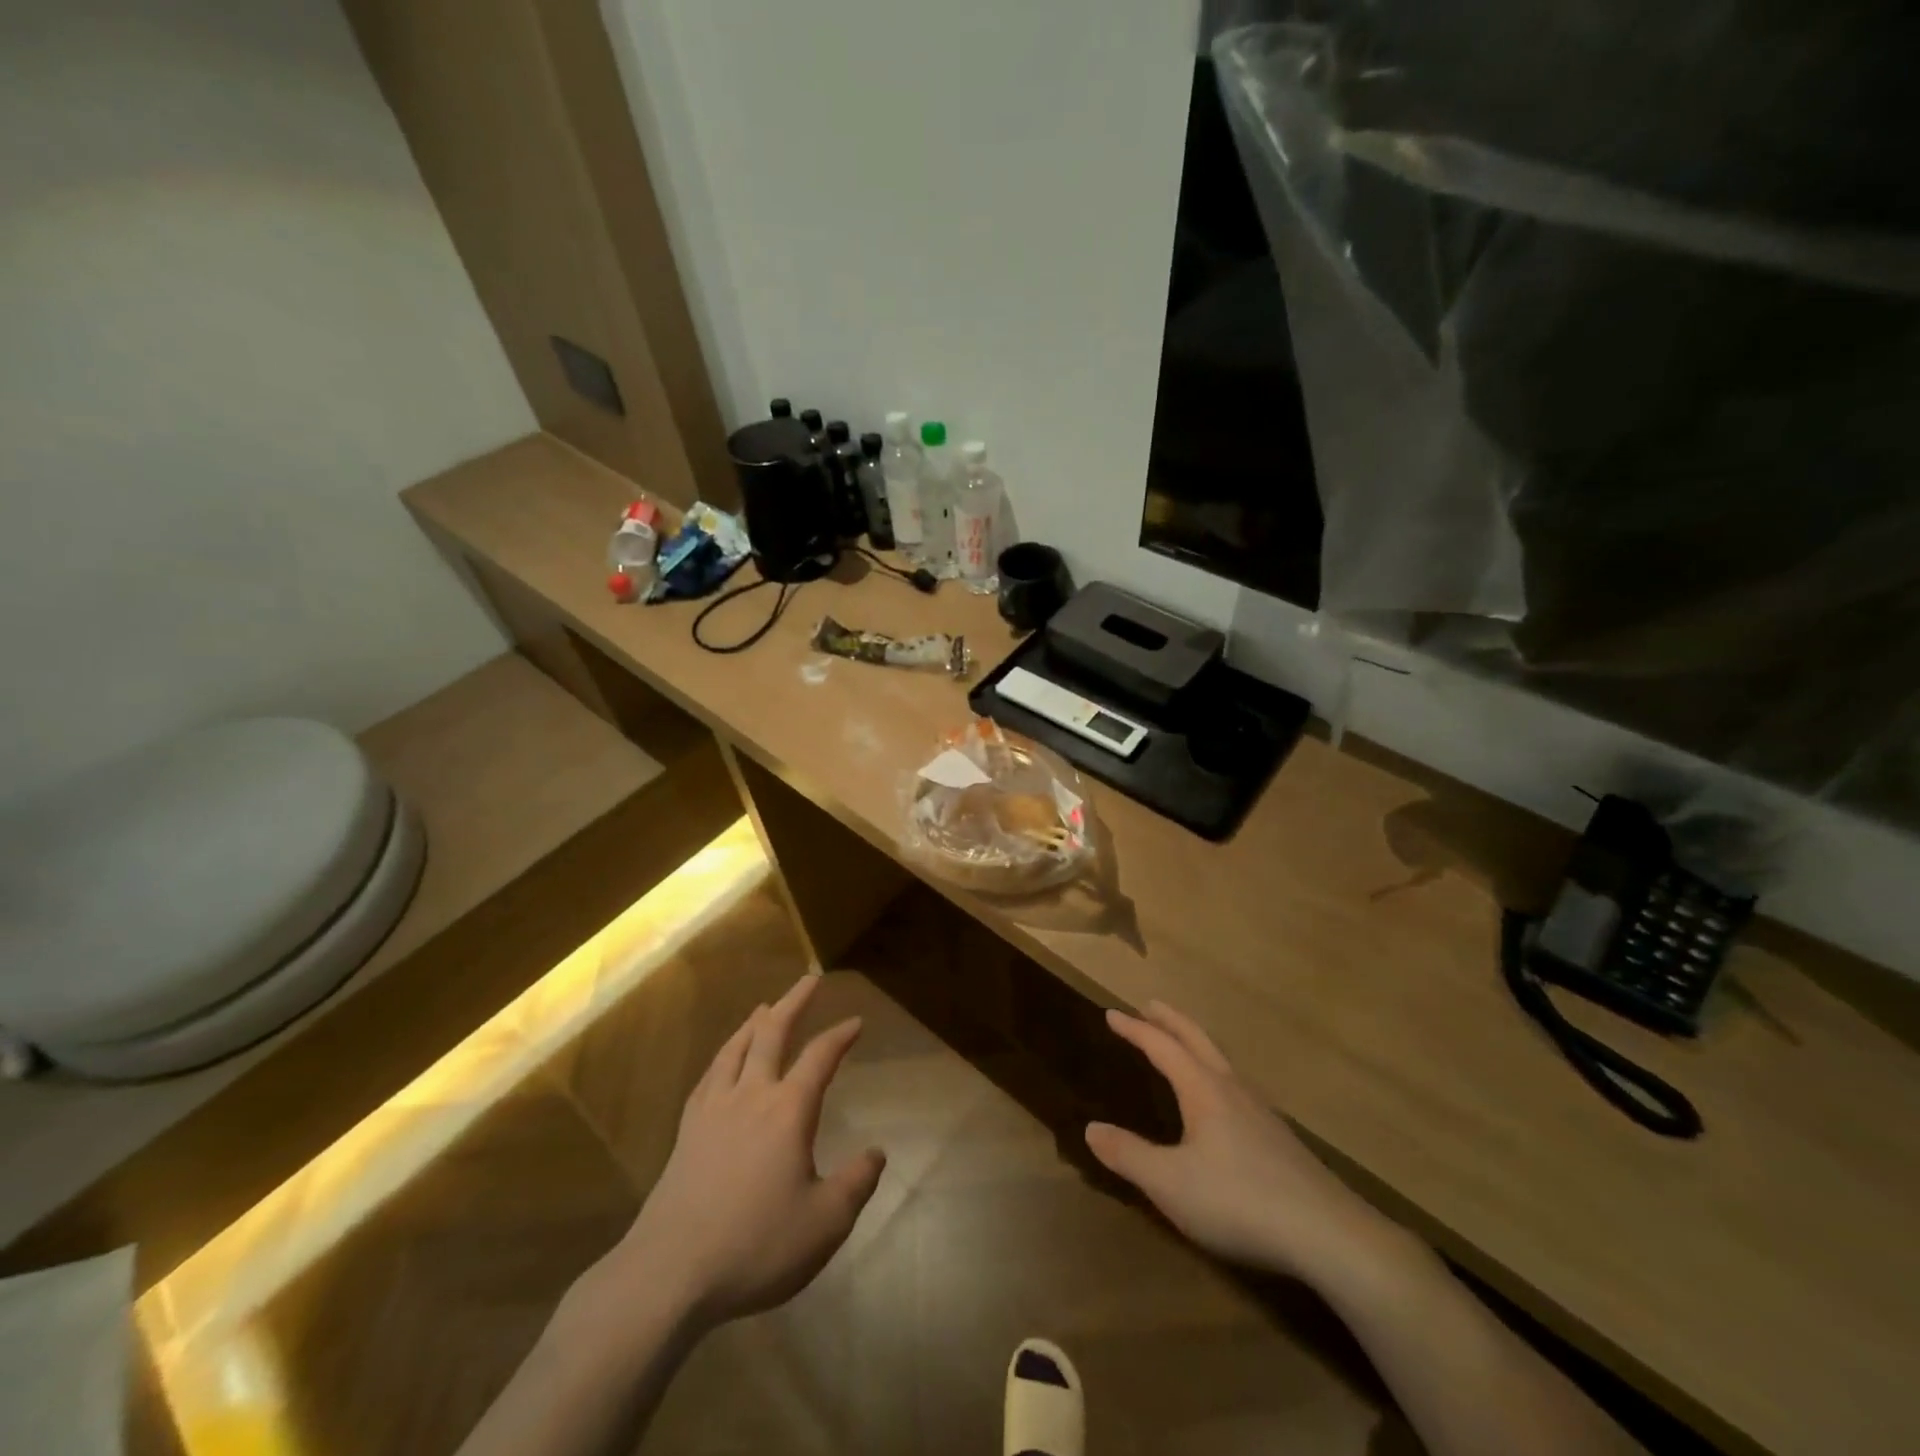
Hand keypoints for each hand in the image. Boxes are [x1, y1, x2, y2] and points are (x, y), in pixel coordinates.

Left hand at [611, 975, 885, 1331]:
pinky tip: (723, 1061)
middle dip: (794, 1003)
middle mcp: (751, 1095)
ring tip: (765, 1006)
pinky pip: (708, 1076)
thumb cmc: (756, 1245)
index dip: (840, 1035)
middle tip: (809, 980)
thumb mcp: (824, 1223)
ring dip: (755, 1022)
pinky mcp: (687, 1131)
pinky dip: (723, 1056)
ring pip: (735, 1048)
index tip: (856, 1022)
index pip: (820, 1057)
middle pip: (772, 1033)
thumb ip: (856, 1183)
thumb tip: (877, 1153)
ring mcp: (713, 1110)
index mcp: (788, 1110)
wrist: (670, 1273)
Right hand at [1085, 1002, 1399, 1286]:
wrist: (1329, 1234)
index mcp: (1203, 1089)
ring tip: (1181, 1046)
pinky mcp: (1278, 1138)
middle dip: (1170, 1020)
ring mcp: (1260, 1111)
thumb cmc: (1239, 1200)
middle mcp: (1231, 1089)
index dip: (1135, 1029)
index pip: (1162, 1046)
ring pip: (1221, 1061)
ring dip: (1195, 1043)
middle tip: (1149, 1005)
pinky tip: (1220, 1101)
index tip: (1111, 1013)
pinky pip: (1236, 1086)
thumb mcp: (1170, 1184)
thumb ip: (1129, 1155)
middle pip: (1197, 1040)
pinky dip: (1215, 1072)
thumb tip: (1091, 1128)